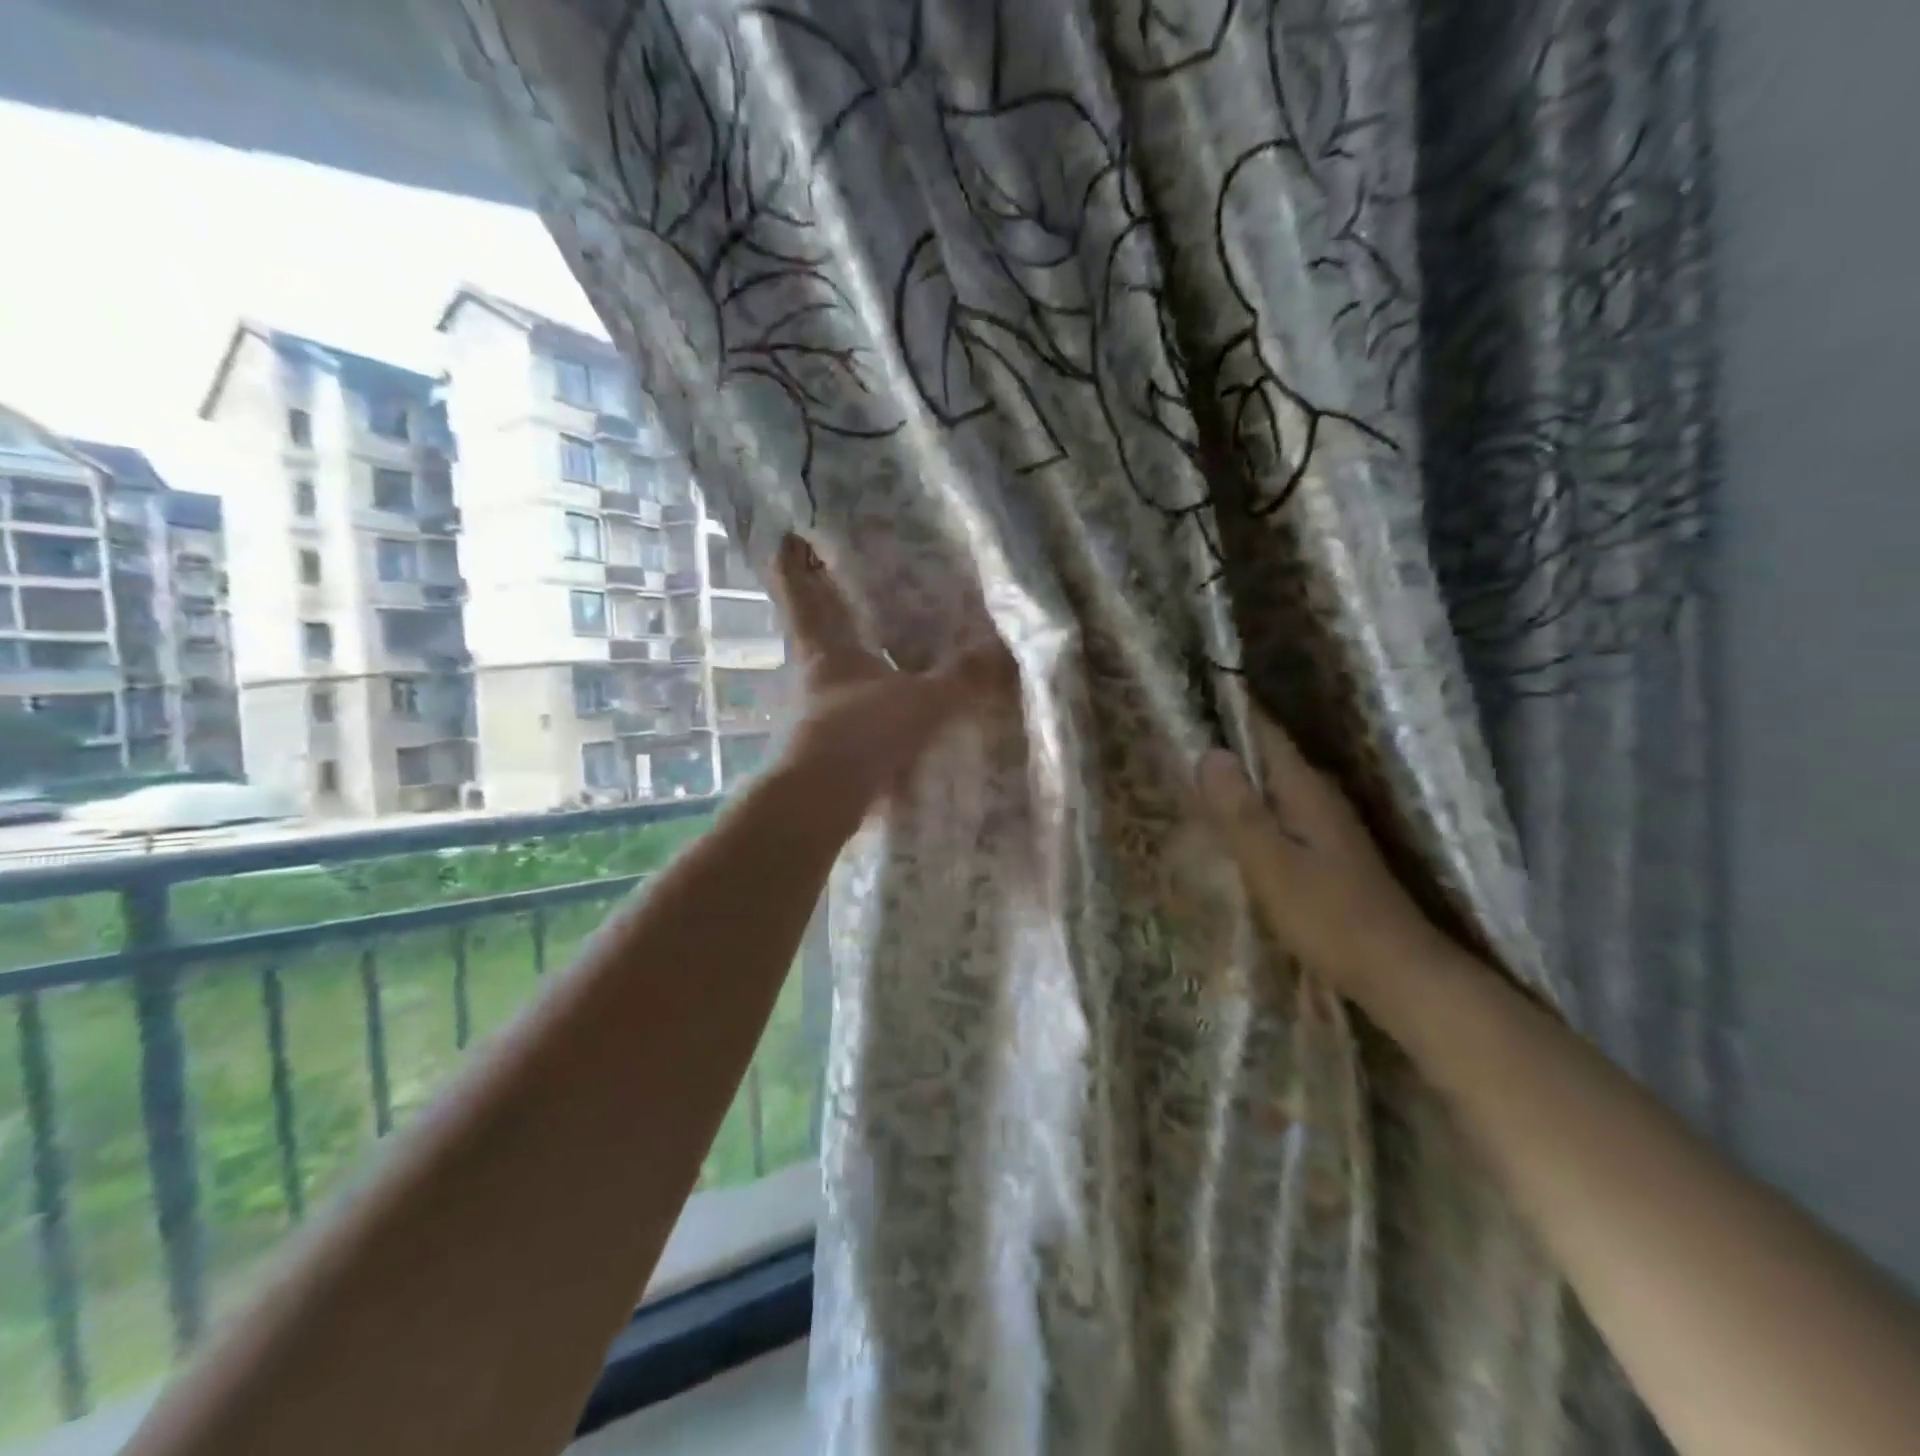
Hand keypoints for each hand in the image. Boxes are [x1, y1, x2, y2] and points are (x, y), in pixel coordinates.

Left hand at [767, 533, 1012, 814]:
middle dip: (817, 602)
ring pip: (828, 669)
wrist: (824, 800)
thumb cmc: (862, 731)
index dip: (794, 563)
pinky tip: (884, 701)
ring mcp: (817, 712)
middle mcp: (814, 675)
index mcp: (826, 650)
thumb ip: (964, 677)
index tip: (789, 534)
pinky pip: (847, 707)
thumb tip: (1006, 649)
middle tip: (831, 575)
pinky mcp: (827, 746)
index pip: (802, 594)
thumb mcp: (922, 700)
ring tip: (871, 637)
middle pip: (810, 628)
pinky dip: (862, 696)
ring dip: (843, 653)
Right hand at [1194, 706, 1448, 1002]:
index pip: (1265, 733)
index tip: (1191, 696)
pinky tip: (1226, 822)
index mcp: (1306, 790)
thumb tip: (1209, 752)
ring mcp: (1326, 823)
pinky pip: (1277, 811)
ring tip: (1189, 772)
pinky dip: (1250, 807)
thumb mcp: (1272, 865)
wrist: (1398, 972)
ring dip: (1236, 777)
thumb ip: (1239, 811)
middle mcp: (1318, 795)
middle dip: (1226, 743)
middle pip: (1267, 756)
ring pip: (1271, 784)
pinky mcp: (1325, 850)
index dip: (1231, 712)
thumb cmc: (1329, 918)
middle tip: (1175, 735)